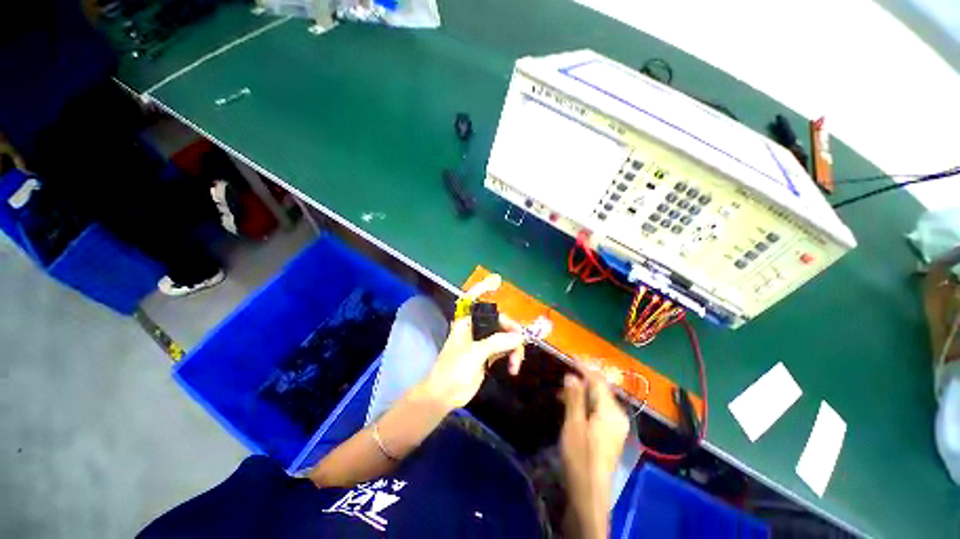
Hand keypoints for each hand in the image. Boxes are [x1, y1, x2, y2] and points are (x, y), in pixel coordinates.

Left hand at [421, 276, 525, 408]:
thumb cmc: (453, 369)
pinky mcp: (488, 355)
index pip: (474, 298)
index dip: (484, 287)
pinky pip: (505, 350)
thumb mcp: (475, 353)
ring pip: (505, 336)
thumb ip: (497, 342)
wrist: (444, 395)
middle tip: (520, 344)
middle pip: (499, 320)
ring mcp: (483, 342)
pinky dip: (512, 356)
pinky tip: (513, 367)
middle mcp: (476, 328)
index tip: (497, 281)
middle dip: (512, 331)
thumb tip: (519, 337)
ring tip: (516, 364)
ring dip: (514, 348)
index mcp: (467, 321)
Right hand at [560, 373, 629, 537]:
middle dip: (581, 380)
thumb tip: (572, 375)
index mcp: (611, 411)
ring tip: (562, 390)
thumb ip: (574, 397)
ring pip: (598, 401)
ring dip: (581, 393)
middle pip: (600, 390)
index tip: (570, 356)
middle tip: (563, 374)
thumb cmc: (580, 456)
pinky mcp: (610, 435)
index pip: (598, 381)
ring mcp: (616, 427)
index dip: (583, 368)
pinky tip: (571, 406)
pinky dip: (585, 404)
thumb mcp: (573, 423)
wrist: (589, 493)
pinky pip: (598, 411)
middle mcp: (618, 416)